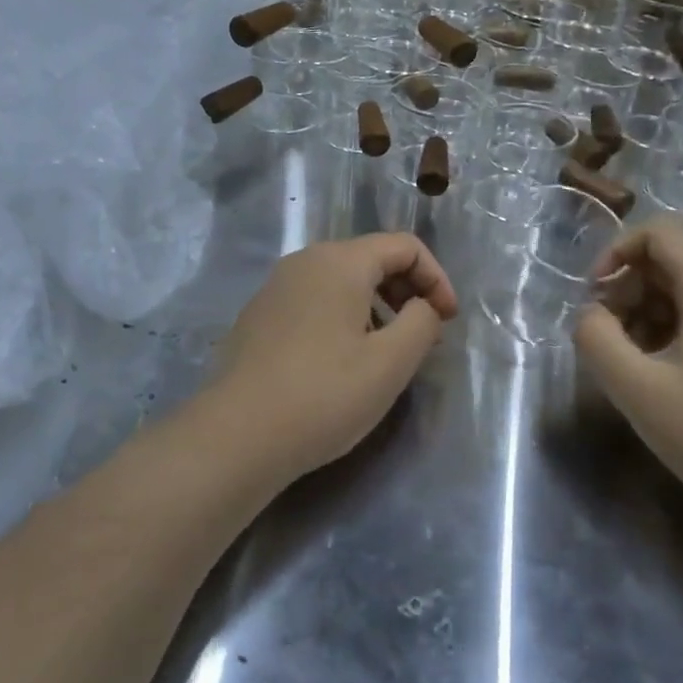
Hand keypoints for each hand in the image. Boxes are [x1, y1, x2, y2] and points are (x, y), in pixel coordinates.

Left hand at [206, 233, 457, 481]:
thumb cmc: (324, 395)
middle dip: (407, 290)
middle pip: (371, 258)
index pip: (404, 247)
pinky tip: (342, 362)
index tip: (447, 322)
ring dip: (377, 306)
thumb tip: (420, 307)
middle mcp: (305, 261)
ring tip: (385, 351)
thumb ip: (422, 323)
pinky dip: (343, 318)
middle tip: (422, 335)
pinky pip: (315, 301)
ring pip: (342, 281)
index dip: (436, 279)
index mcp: (340, 261)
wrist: (236, 436)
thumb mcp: (391, 362)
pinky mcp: (259, 316)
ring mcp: (276, 288)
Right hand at [574, 218, 682, 526]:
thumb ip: (597, 339)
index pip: (661, 233)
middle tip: (608, 338)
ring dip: (648, 311)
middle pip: (673, 261)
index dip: (617, 251)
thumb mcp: (637, 390)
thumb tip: (591, 314)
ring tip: (631, 360)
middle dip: (629, 289)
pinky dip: (674, 328)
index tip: (595, 294)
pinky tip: (663, 372)